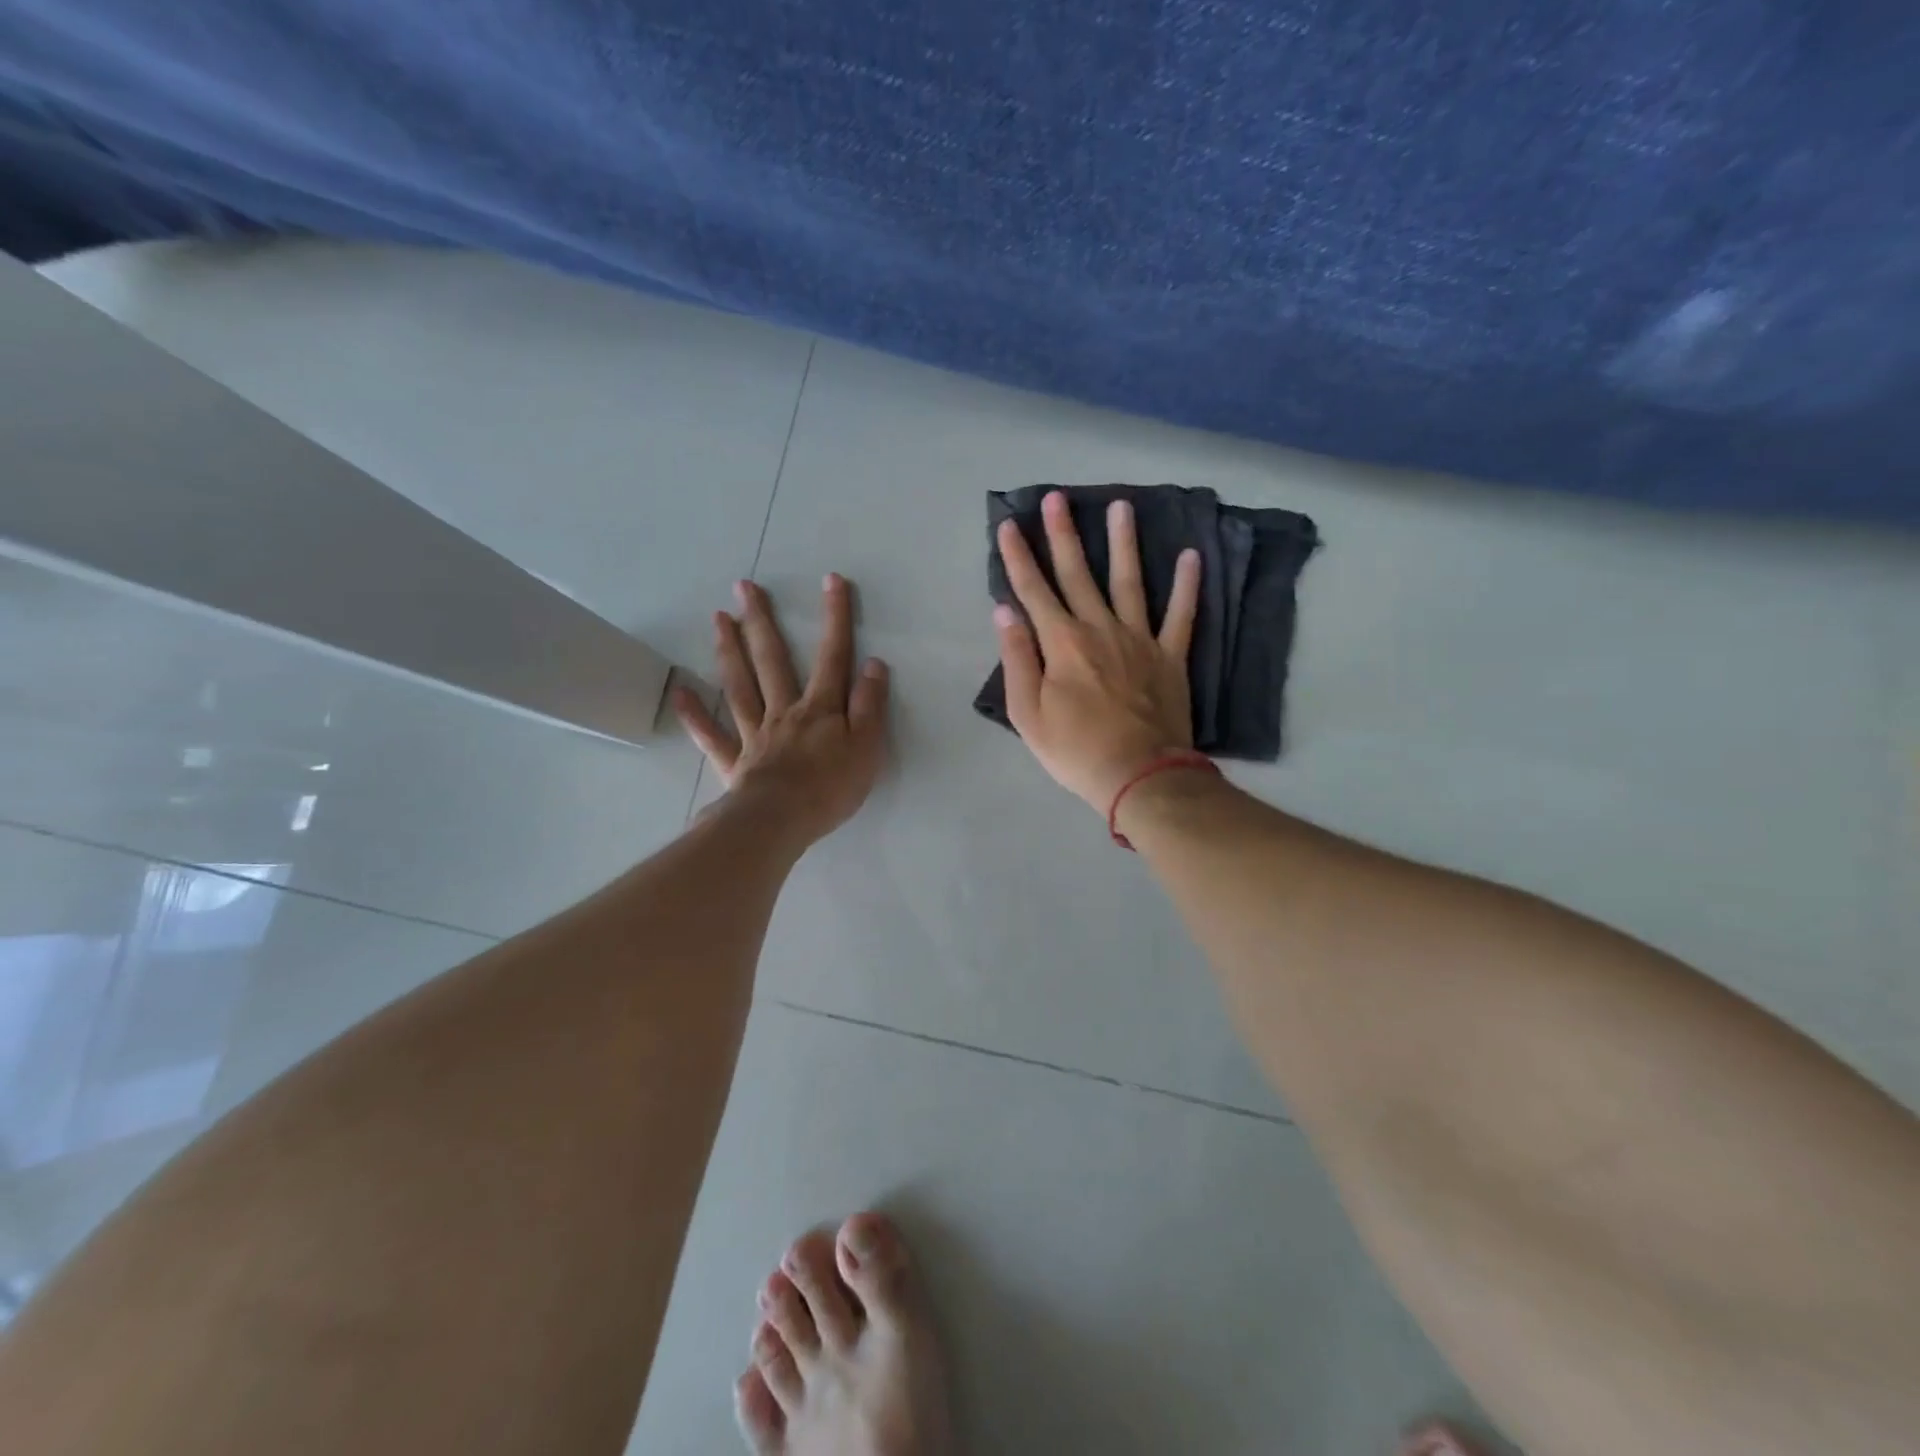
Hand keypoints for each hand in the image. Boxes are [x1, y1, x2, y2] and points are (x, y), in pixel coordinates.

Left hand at [673, 574, 889, 845]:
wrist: (781, 821)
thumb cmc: (831, 788)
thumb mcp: (867, 747)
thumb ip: (870, 705)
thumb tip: (873, 664)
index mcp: (820, 709)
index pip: (832, 657)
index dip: (835, 618)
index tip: (831, 580)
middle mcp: (784, 711)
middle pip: (772, 661)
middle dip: (762, 622)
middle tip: (744, 587)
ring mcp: (755, 734)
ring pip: (740, 686)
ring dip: (730, 651)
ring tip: (719, 618)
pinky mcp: (735, 762)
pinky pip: (712, 736)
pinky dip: (695, 715)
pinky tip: (680, 692)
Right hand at [994, 492, 1201, 811]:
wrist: (1139, 775)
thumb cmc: (1075, 750)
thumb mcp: (1028, 714)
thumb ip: (1016, 658)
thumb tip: (1005, 612)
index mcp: (1061, 643)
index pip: (1033, 591)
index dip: (1017, 557)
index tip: (1008, 525)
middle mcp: (1099, 628)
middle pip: (1077, 574)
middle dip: (1063, 535)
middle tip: (1057, 498)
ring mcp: (1139, 638)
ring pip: (1129, 581)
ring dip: (1123, 542)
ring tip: (1122, 506)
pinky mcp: (1170, 656)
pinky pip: (1181, 614)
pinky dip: (1187, 585)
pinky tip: (1191, 555)